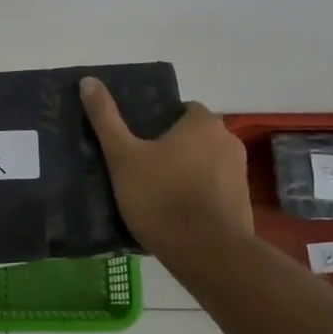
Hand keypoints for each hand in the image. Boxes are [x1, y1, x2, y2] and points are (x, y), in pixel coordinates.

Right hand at [80, 77, 254, 260]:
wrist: (206, 253)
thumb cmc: (161, 197)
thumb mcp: (123, 156)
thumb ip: (106, 118)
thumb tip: (88, 80)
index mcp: (203, 123)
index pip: (182, 109)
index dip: (159, 122)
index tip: (138, 142)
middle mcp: (229, 141)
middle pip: (194, 136)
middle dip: (173, 148)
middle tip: (141, 167)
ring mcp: (240, 174)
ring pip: (205, 164)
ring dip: (186, 172)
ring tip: (156, 193)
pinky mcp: (244, 204)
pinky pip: (215, 190)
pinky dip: (198, 196)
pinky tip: (176, 214)